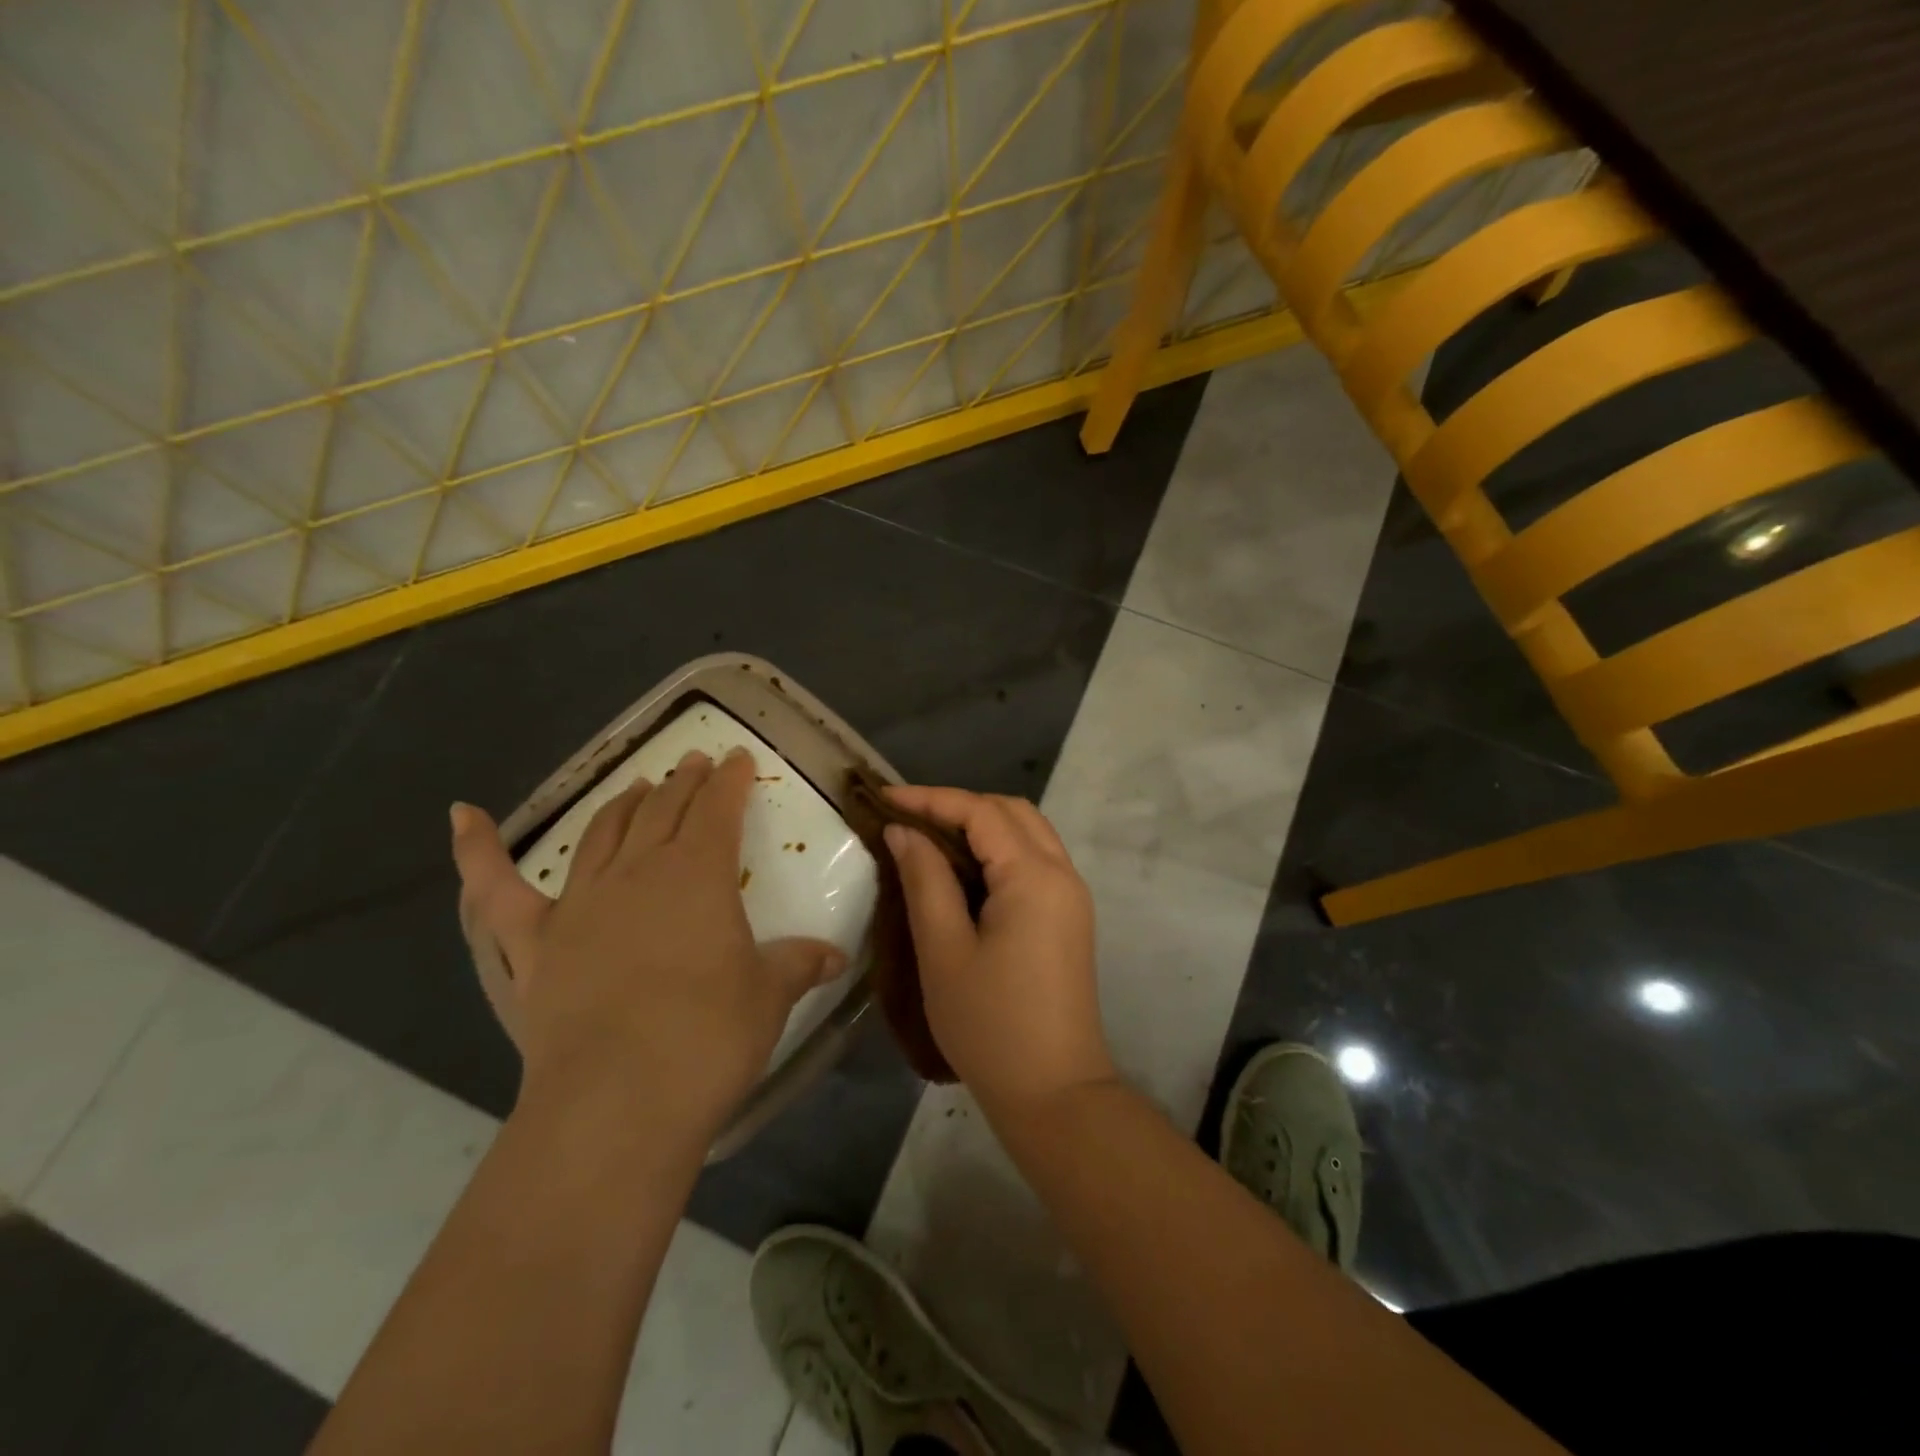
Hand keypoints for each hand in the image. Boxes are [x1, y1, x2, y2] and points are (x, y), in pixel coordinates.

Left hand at [451, 748, 846, 1147]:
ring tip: (639, 786)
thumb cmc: (709, 1037)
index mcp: (698, 873)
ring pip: (603, 833)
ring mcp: (579, 904)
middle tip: (696, 763)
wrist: (619, 1101)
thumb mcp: (770, 996)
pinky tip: (462, 816)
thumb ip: (800, 964)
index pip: (718, 808)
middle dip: (684, 782)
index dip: (730, 779)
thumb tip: (837, 956)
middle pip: (663, 810)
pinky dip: (477, 851)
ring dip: (624, 804)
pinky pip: (496, 891)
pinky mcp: (533, 945)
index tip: (737, 759)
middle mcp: (638, 872)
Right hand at [883, 786, 1113, 1116]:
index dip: (931, 798)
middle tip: (907, 817)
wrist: (1055, 1093)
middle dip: (958, 805)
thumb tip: (903, 831)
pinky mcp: (1069, 918)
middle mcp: (1062, 873)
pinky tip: (964, 869)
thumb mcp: (944, 951)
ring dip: (981, 825)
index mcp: (1034, 876)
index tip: (884, 799)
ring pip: (1027, 833)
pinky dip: (999, 850)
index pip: (981, 812)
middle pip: (1011, 812)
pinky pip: (1035, 860)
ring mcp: (1071, 896)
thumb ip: (925, 880)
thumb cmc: (991, 1025)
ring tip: (930, 837)